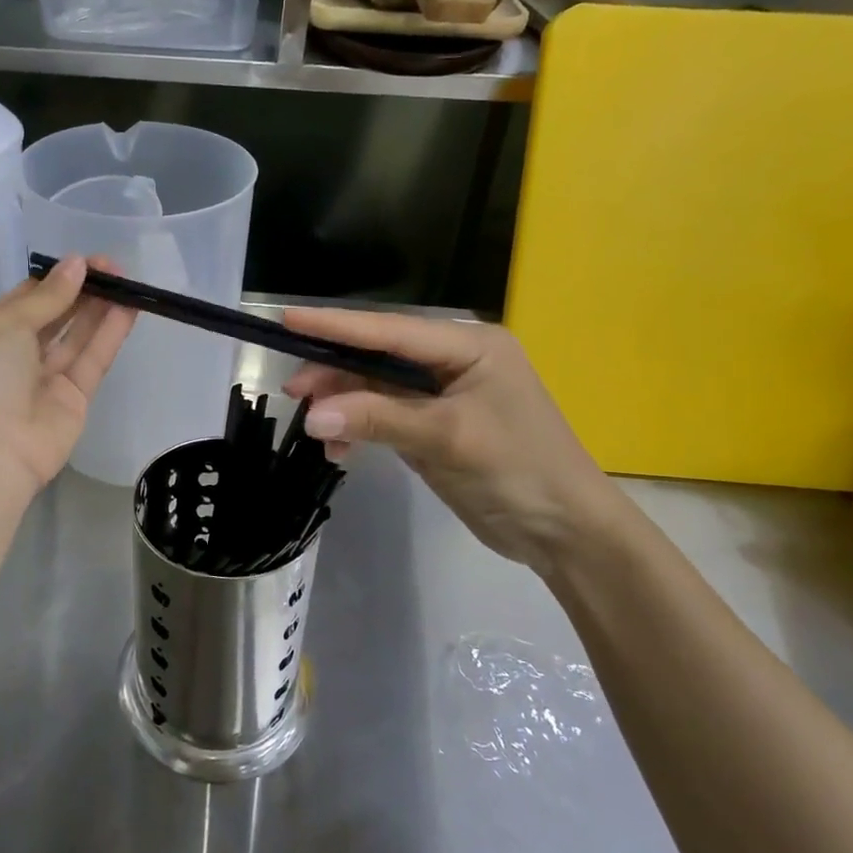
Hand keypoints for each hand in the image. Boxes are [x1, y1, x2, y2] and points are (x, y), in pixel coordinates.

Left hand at [0, 256, 135, 514]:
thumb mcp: (4, 325)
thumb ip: (47, 297)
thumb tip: (76, 264)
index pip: (24, 300)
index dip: (55, 279)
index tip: (85, 261)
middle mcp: (14, 357)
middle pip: (54, 317)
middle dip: (81, 291)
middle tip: (113, 268)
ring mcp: (45, 381)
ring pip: (76, 337)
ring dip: (99, 308)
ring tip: (126, 281)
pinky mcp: (74, 401)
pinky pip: (93, 361)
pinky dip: (109, 334)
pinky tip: (128, 307)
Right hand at [282, 310, 630, 573]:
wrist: (565, 533)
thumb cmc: (519, 470)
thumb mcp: (448, 439)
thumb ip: (378, 419)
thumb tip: (311, 416)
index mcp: (468, 345)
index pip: (390, 329)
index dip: (336, 325)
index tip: (287, 320)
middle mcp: (452, 360)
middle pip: (378, 356)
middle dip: (335, 373)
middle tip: (294, 393)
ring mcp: (442, 394)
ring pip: (375, 387)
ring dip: (344, 406)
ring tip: (313, 429)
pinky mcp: (433, 425)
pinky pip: (383, 415)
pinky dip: (359, 429)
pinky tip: (339, 450)